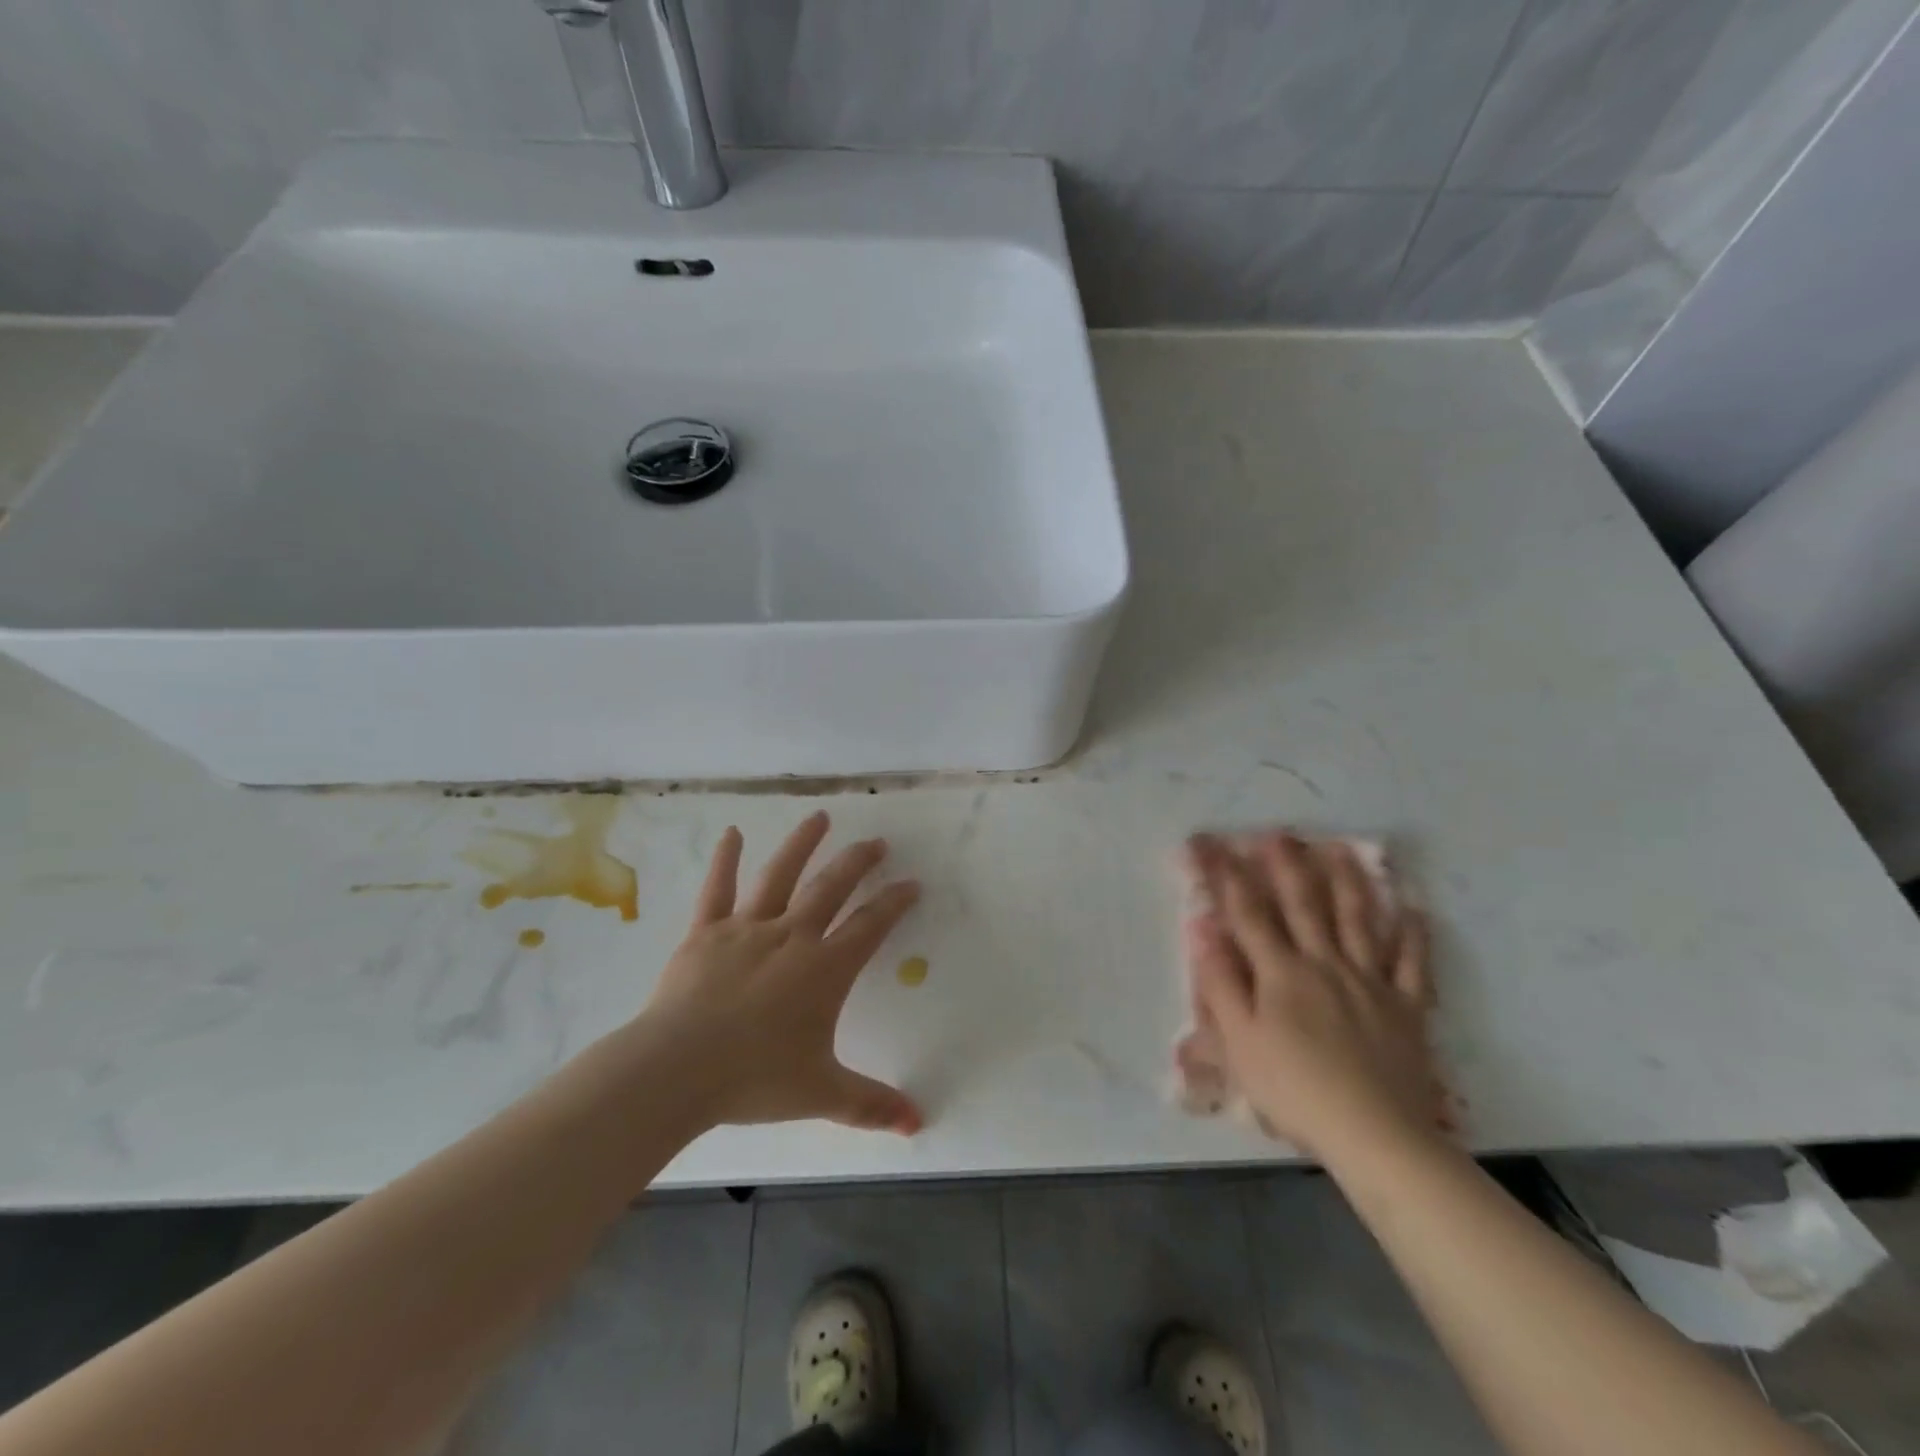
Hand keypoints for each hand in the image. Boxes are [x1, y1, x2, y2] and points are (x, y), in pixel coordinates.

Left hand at [638, 812, 923, 1135]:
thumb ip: (871, 1105)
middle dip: (858, 862)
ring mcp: (747, 929)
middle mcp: (792, 936)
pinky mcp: (706, 933)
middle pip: (831, 888)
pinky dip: (725, 859)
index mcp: (824, 969)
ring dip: (802, 844)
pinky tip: (732, 832)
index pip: (870, 926)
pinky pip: (717, 890)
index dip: (894, 903)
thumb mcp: (821, 1093)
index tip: (912, 883)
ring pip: (780, 875)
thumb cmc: (755, 1078)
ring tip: (820, 816)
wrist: (677, 1070)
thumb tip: (918, 1125)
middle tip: (877, 842)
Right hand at [1185, 833, 1445, 1160]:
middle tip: (1279, 833)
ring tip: (1340, 849)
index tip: (1212, 846)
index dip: (1228, 877)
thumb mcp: (1240, 1041)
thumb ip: (1222, 983)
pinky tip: (1414, 910)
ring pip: (1358, 921)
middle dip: (1287, 866)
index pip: (1248, 914)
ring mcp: (1370, 982)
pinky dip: (1413, 935)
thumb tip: (1204, 930)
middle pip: (1304, 905)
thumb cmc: (1295, 1089)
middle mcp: (1325, 964)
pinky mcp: (1405, 1007)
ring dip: (1347, 881)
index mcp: (1281, 972)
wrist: (1374, 1134)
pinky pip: (1411, 964)